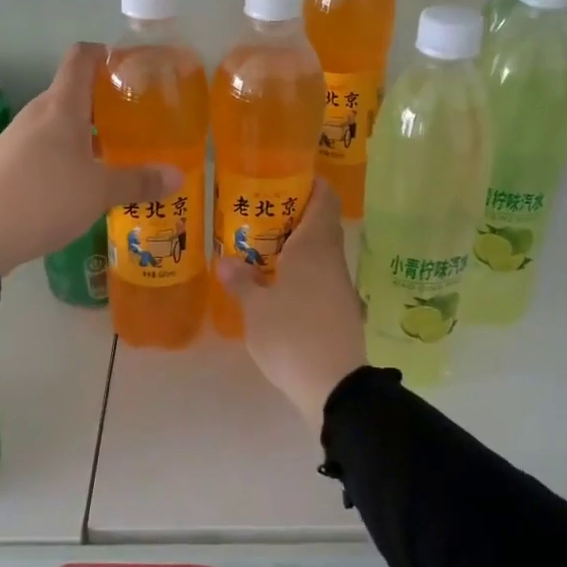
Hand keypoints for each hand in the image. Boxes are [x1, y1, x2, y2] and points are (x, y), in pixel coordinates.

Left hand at [0, 42, 179, 273]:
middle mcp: (38, 114)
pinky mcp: (7, 163)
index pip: (81, 58)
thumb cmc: (47, 197)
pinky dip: (66, 155)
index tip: (130, 66)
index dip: (104, 54)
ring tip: (114, 154)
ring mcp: (18, 138)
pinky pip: (44, 147)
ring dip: (86, 133)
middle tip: (135, 120)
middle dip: (103, 103)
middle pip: (72, 93)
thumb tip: (178, 175)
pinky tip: (81, 181)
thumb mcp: (100, 192)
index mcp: (62, 106)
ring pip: (58, 123)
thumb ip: (139, 181)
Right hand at [215, 183, 366, 424]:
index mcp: (314, 246)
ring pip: (319, 252)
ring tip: (259, 249)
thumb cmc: (292, 336)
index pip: (323, 198)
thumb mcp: (256, 309)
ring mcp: (340, 285)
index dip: (308, 183)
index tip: (282, 179)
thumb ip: (241, 281)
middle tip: (256, 216)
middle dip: (291, 216)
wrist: (334, 387)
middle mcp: (333, 259)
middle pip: (319, 223)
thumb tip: (225, 260)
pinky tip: (277, 285)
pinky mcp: (342, 309)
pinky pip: (320, 276)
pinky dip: (301, 272)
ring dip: (294, 247)